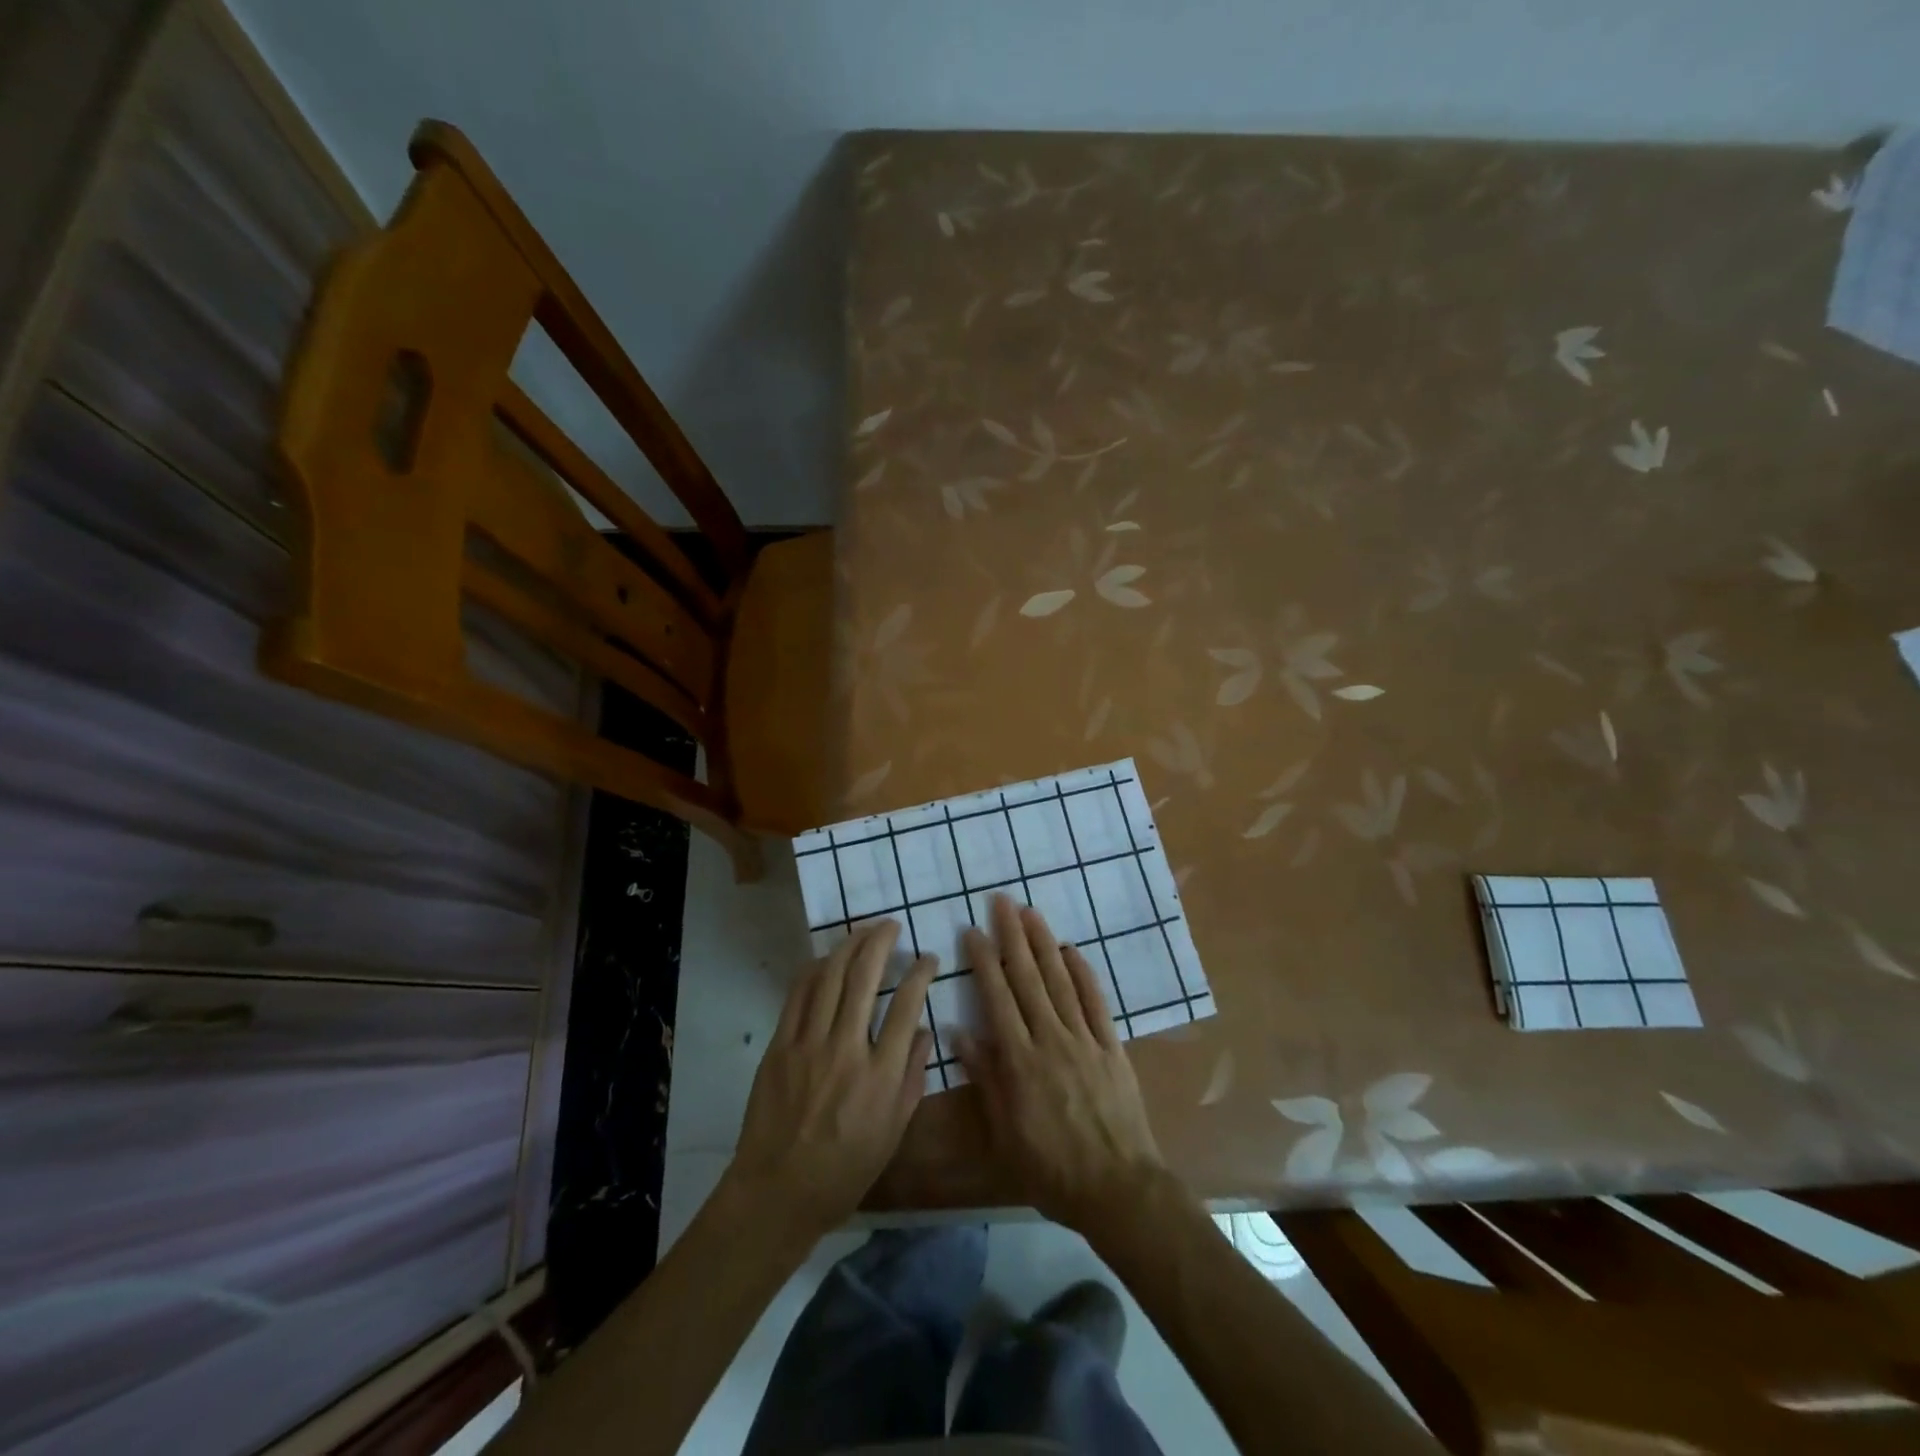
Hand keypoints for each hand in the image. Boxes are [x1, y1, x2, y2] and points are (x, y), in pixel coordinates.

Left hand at [727, 920, 935, 1235]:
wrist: (778, 1191)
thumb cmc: (845, 1170)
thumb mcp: (894, 1131)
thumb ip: (912, 1077)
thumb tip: (922, 1030)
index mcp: (881, 1075)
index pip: (907, 1005)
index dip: (920, 972)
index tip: (927, 959)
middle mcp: (846, 1050)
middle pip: (866, 977)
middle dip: (881, 942)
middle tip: (891, 926)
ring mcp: (809, 1044)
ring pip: (831, 977)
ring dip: (849, 945)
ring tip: (863, 931)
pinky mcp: (780, 1046)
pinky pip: (799, 995)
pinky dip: (815, 969)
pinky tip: (827, 959)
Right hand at [955, 895, 1167, 1233]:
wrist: (1117, 1188)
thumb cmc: (1051, 1169)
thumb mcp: (1005, 1133)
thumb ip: (986, 1079)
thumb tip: (960, 1034)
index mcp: (1020, 1061)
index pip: (997, 999)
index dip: (984, 963)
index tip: (973, 932)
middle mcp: (1051, 1040)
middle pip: (1028, 979)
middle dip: (1013, 937)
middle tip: (1002, 902)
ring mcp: (1085, 1040)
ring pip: (1060, 982)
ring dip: (1044, 944)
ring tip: (1031, 913)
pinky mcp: (1111, 1047)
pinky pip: (1096, 1002)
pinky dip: (1083, 973)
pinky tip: (1071, 950)